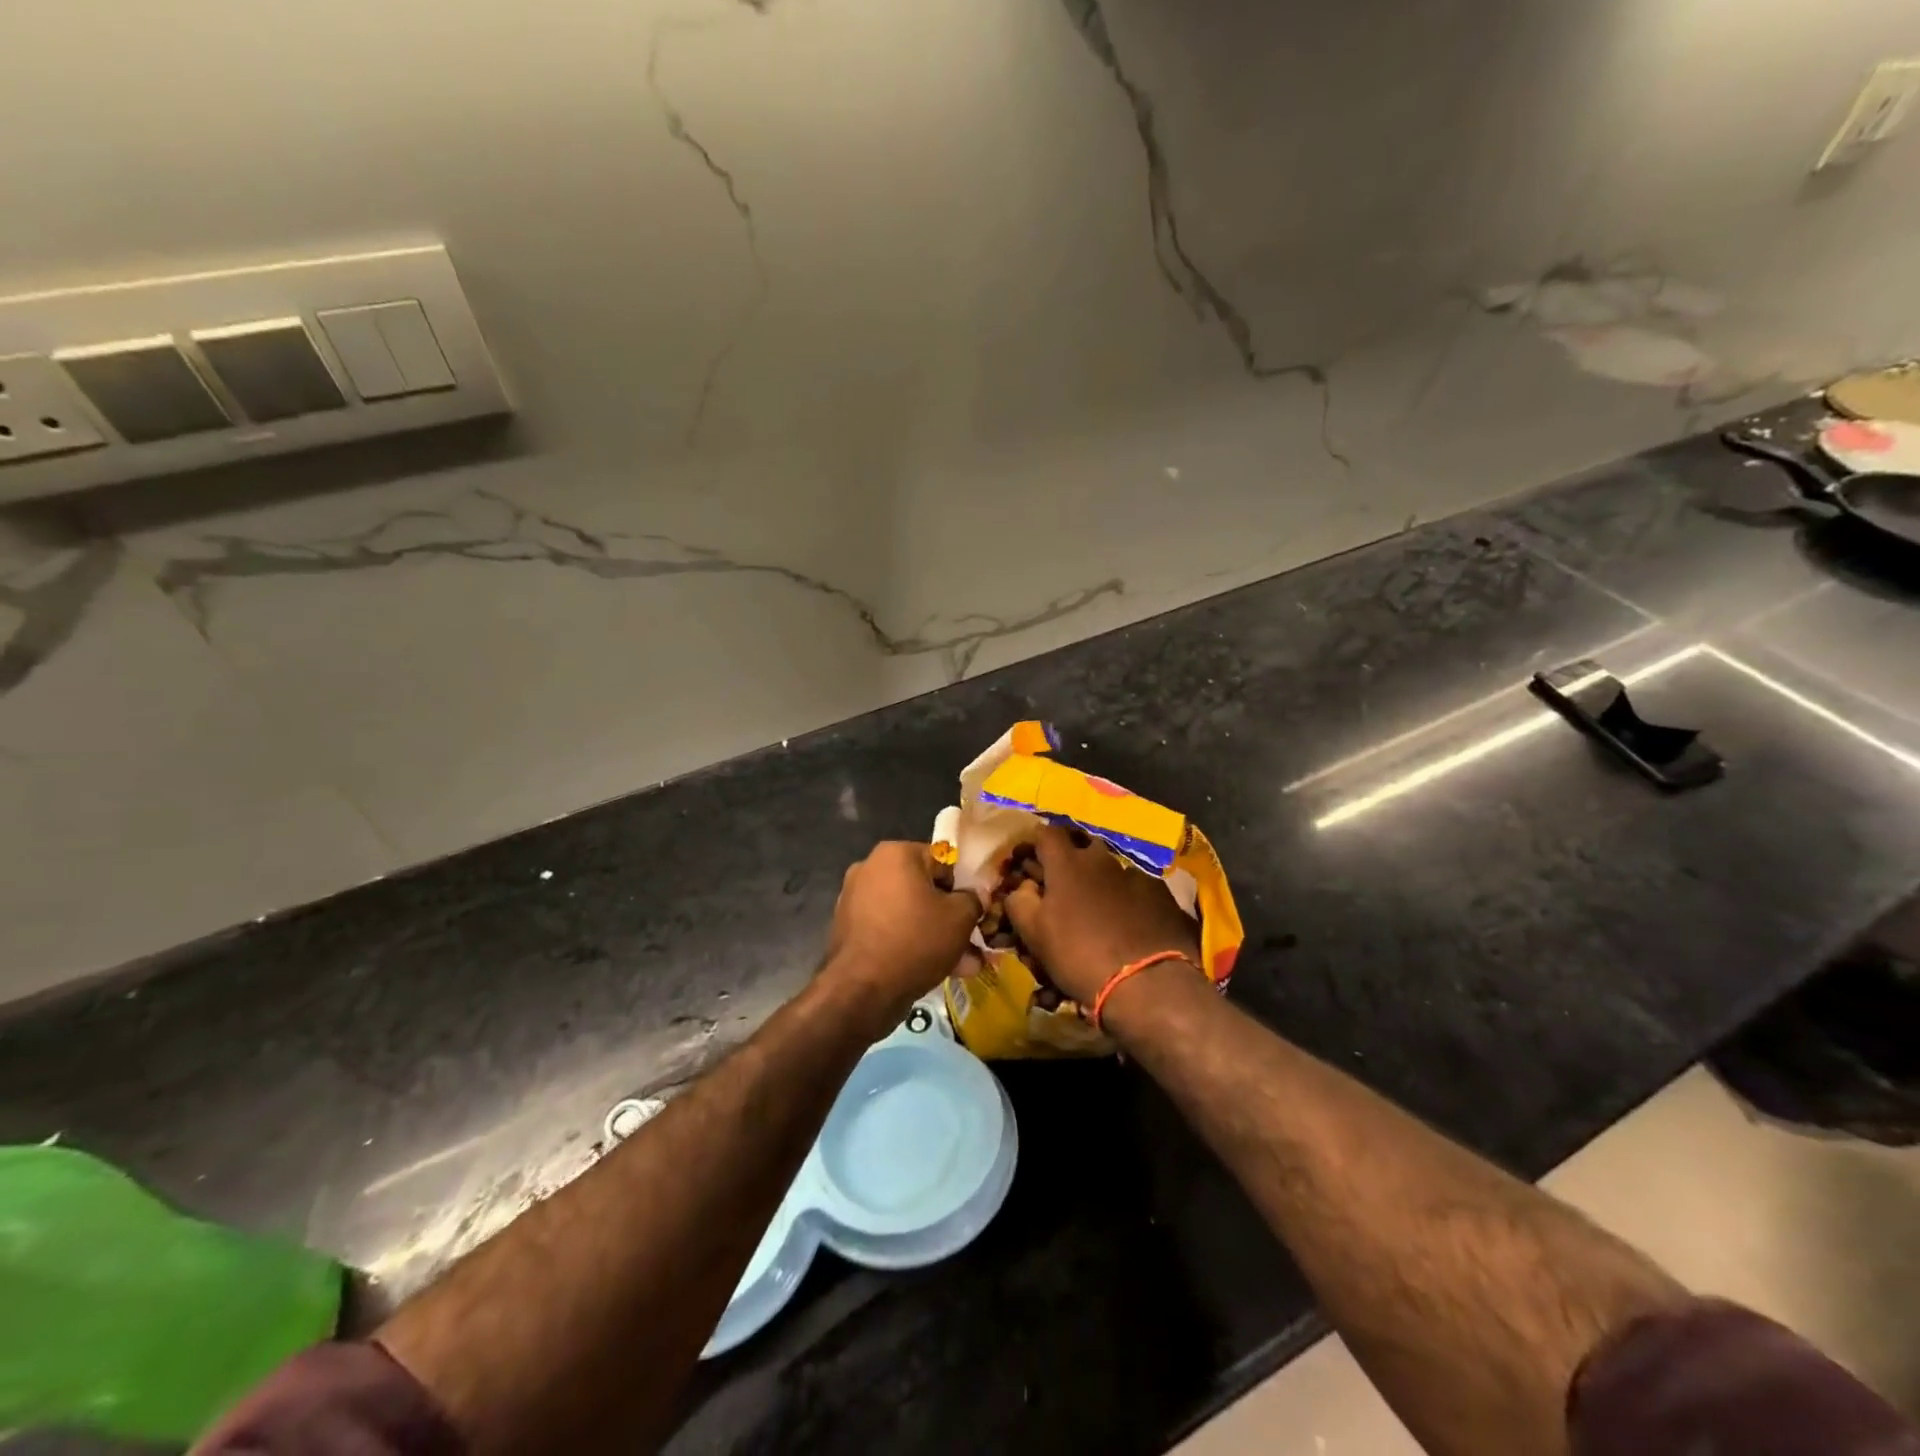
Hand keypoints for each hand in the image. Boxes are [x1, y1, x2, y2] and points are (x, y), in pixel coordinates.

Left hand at [824, 841, 982, 1031]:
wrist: (862, 991)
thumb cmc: (916, 940)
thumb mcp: (960, 917)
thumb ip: (973, 899)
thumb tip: (975, 896)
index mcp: (895, 854)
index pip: (943, 860)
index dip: (964, 886)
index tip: (976, 910)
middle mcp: (870, 868)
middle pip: (924, 889)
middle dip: (950, 916)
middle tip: (972, 940)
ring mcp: (855, 899)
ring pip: (909, 913)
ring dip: (935, 934)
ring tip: (962, 964)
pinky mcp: (849, 929)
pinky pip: (890, 929)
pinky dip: (910, 944)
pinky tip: (935, 971)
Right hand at [1004, 825, 1200, 1005]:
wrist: (1148, 982)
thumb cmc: (1080, 955)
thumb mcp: (1035, 934)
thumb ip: (1020, 901)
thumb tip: (1023, 886)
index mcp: (1067, 863)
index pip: (1047, 832)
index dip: (1038, 843)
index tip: (1033, 860)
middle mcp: (1101, 859)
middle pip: (1082, 845)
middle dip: (1072, 858)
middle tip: (1065, 885)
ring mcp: (1134, 874)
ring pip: (1110, 867)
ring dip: (1100, 879)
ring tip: (1098, 907)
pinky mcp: (1160, 893)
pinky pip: (1136, 886)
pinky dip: (1127, 897)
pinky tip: (1129, 921)